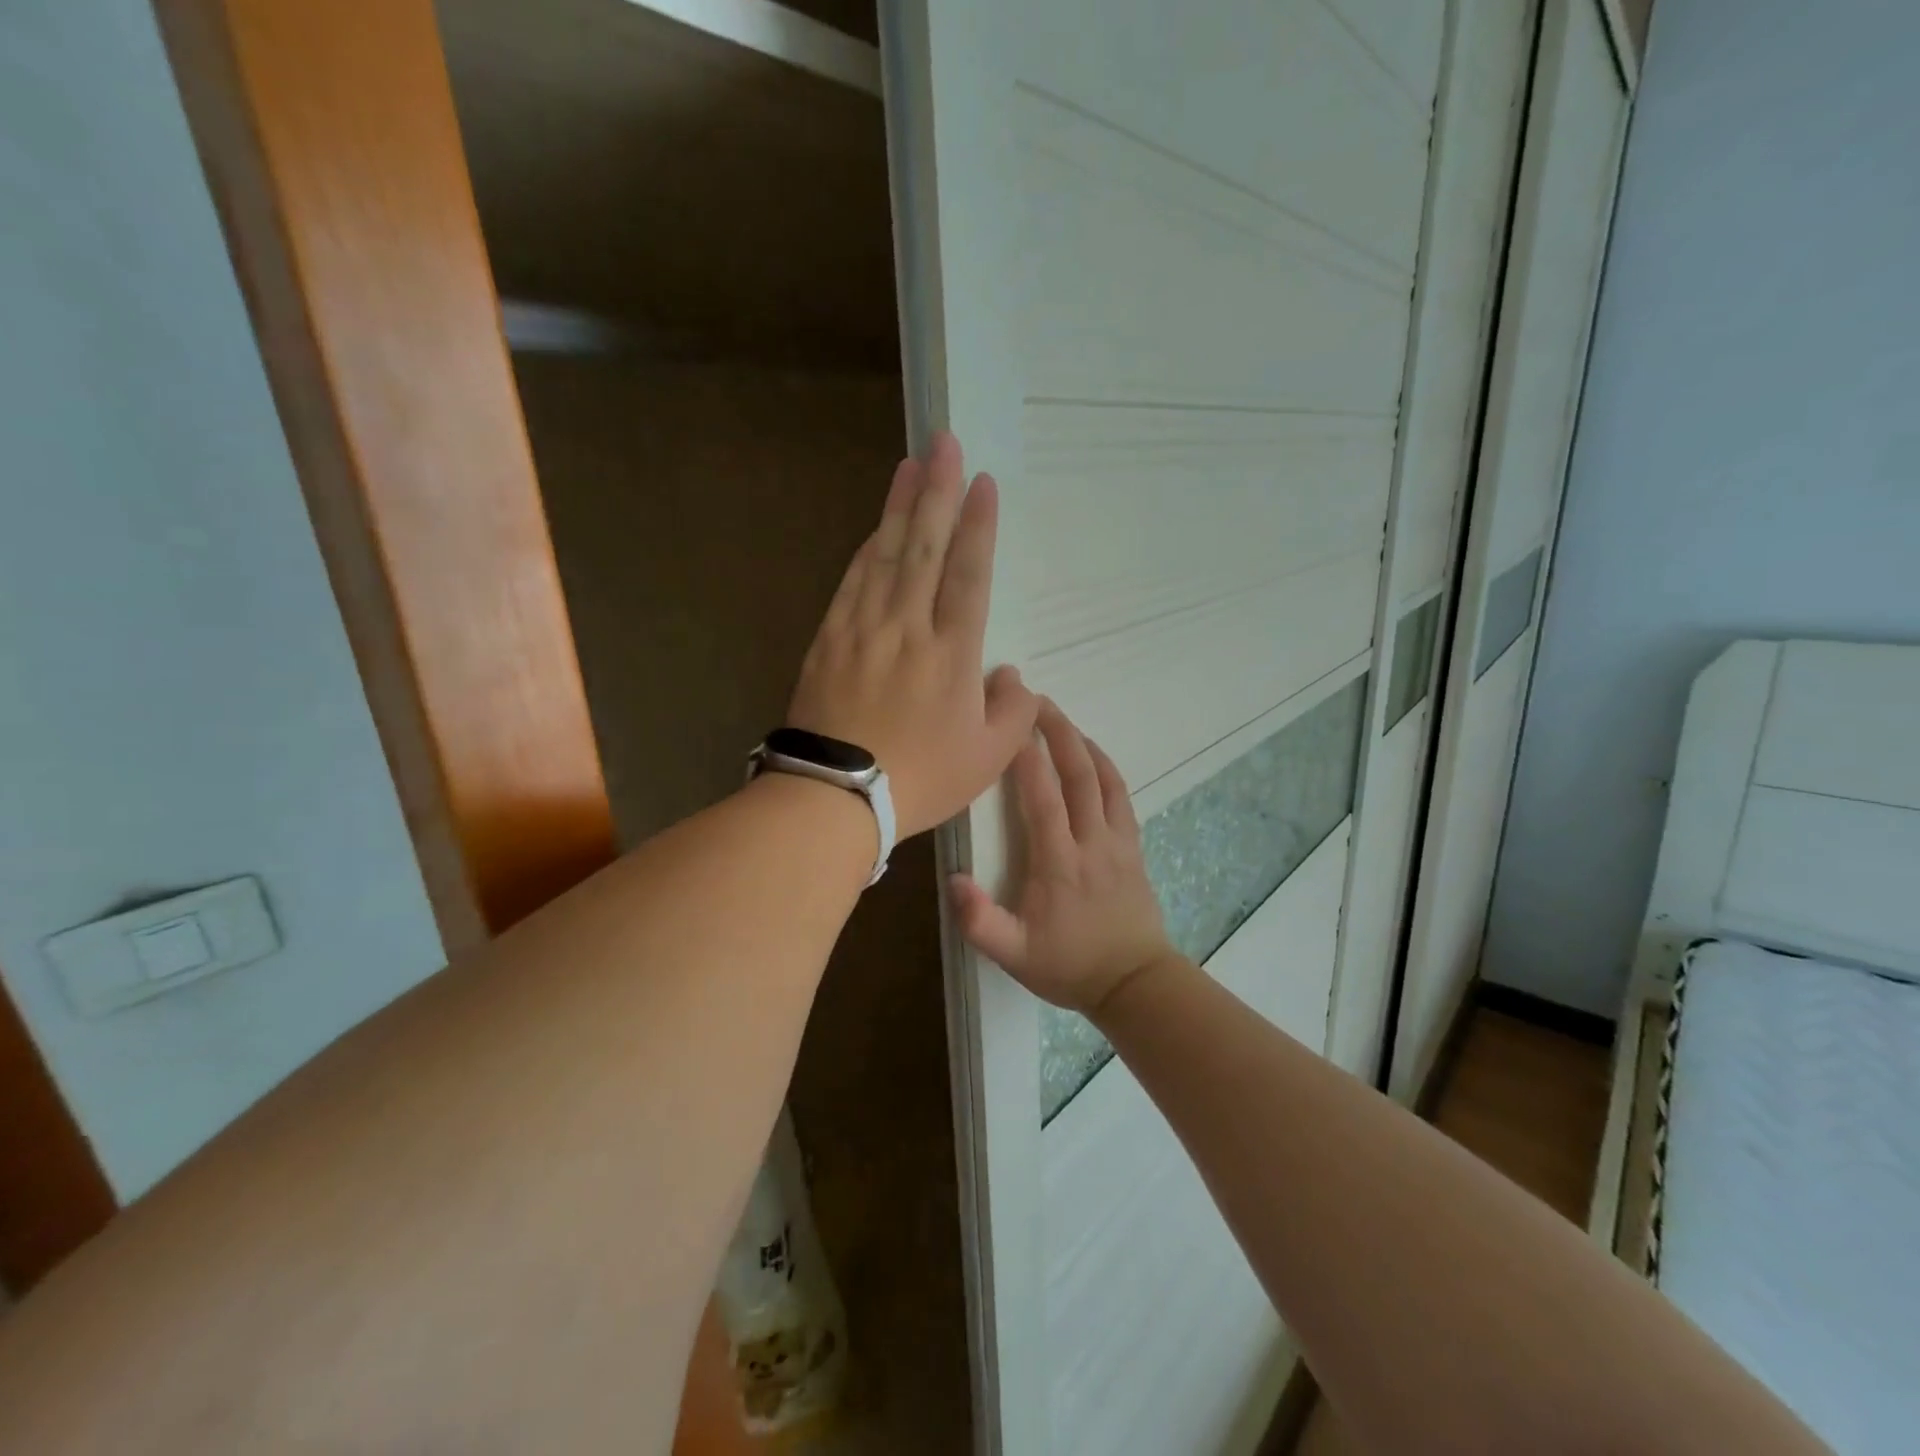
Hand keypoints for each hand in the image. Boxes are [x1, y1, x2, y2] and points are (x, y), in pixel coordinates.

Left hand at [788, 431, 1038, 838]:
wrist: (836, 795)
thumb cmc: (921, 779)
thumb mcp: (987, 759)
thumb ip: (1013, 714)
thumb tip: (1013, 678)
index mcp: (952, 654)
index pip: (970, 575)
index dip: (979, 526)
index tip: (983, 483)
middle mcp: (909, 627)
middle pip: (926, 548)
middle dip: (938, 491)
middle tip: (944, 443)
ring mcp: (864, 629)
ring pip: (887, 555)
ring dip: (901, 507)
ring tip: (911, 465)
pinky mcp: (831, 639)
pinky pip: (853, 582)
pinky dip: (868, 550)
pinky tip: (877, 528)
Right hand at [950, 701, 1176, 1014]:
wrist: (1134, 982)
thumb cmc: (1069, 966)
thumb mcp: (1014, 955)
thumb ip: (980, 921)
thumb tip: (952, 880)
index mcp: (1059, 863)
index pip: (1043, 798)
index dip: (1026, 757)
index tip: (1009, 723)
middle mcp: (1091, 842)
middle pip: (1078, 775)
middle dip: (1057, 732)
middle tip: (1036, 699)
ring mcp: (1118, 841)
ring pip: (1104, 779)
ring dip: (1082, 742)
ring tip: (1060, 717)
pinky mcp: (1133, 846)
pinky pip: (1121, 796)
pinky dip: (1106, 767)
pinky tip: (1094, 754)